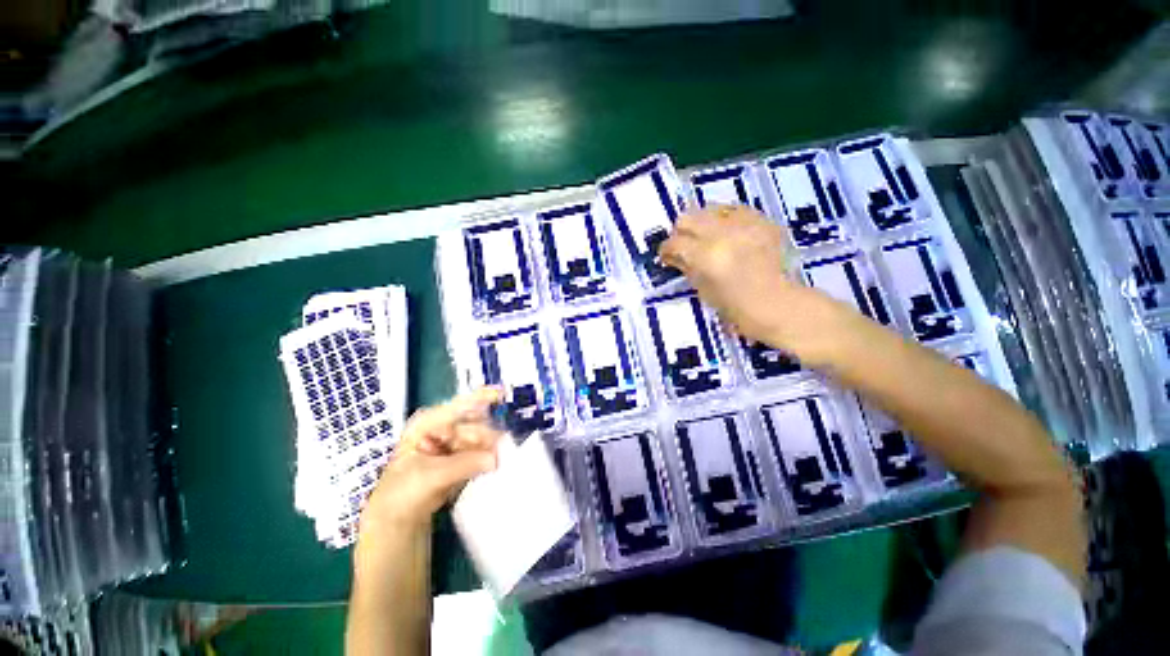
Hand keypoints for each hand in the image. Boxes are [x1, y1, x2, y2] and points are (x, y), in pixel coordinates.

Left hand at [360, 387, 504, 534]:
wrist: (398, 520)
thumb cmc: (402, 493)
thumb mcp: (431, 476)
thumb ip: (463, 464)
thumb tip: (493, 458)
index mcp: (427, 423)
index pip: (457, 405)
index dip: (479, 398)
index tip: (500, 393)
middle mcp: (442, 427)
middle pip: (472, 422)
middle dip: (486, 435)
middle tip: (497, 449)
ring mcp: (452, 442)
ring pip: (479, 437)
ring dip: (488, 448)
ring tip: (495, 460)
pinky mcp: (460, 457)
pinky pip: (479, 451)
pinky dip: (486, 457)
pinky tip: (491, 464)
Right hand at [661, 205, 842, 352]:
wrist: (776, 303)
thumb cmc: (734, 306)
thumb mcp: (702, 288)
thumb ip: (685, 266)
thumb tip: (672, 254)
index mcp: (707, 256)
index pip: (675, 243)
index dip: (666, 249)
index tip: (666, 256)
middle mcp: (724, 234)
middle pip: (688, 218)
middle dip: (681, 232)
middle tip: (684, 246)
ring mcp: (745, 224)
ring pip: (709, 209)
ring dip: (703, 223)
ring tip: (707, 238)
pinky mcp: (761, 220)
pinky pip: (734, 209)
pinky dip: (725, 220)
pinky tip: (727, 234)